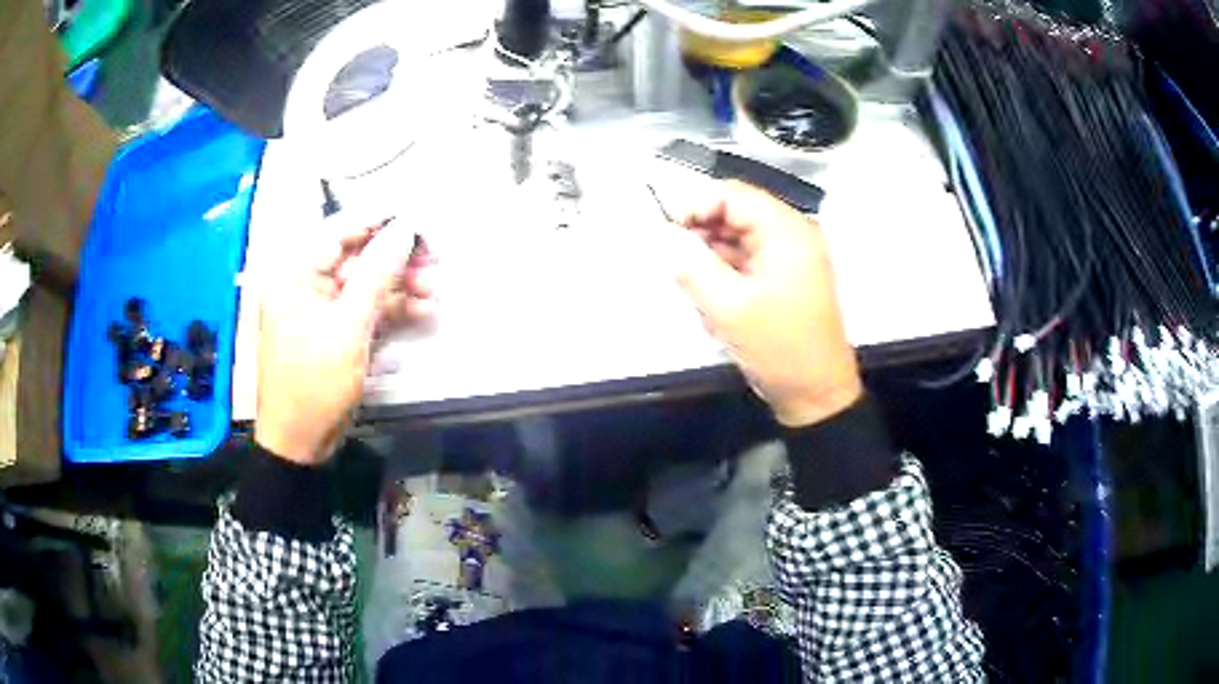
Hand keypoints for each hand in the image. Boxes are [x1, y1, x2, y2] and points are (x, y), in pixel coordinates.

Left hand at [255, 218, 436, 464]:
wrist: (300, 444)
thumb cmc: (315, 383)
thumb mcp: (348, 327)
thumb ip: (377, 274)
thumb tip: (405, 229)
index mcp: (296, 273)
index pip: (341, 230)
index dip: (381, 222)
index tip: (419, 220)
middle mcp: (305, 284)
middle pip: (357, 257)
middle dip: (397, 260)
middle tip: (435, 262)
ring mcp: (319, 309)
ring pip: (364, 285)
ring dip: (400, 288)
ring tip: (435, 294)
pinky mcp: (332, 332)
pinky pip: (362, 310)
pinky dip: (389, 311)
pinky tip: (421, 313)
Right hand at [669, 181, 861, 426]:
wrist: (816, 394)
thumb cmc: (779, 348)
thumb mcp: (728, 307)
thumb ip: (690, 265)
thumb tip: (664, 237)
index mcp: (786, 231)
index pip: (732, 195)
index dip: (695, 207)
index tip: (667, 235)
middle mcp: (791, 234)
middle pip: (733, 216)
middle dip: (703, 242)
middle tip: (683, 274)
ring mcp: (789, 258)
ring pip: (734, 242)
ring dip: (712, 267)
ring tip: (706, 303)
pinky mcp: (784, 279)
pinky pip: (744, 265)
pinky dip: (725, 282)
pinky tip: (720, 313)